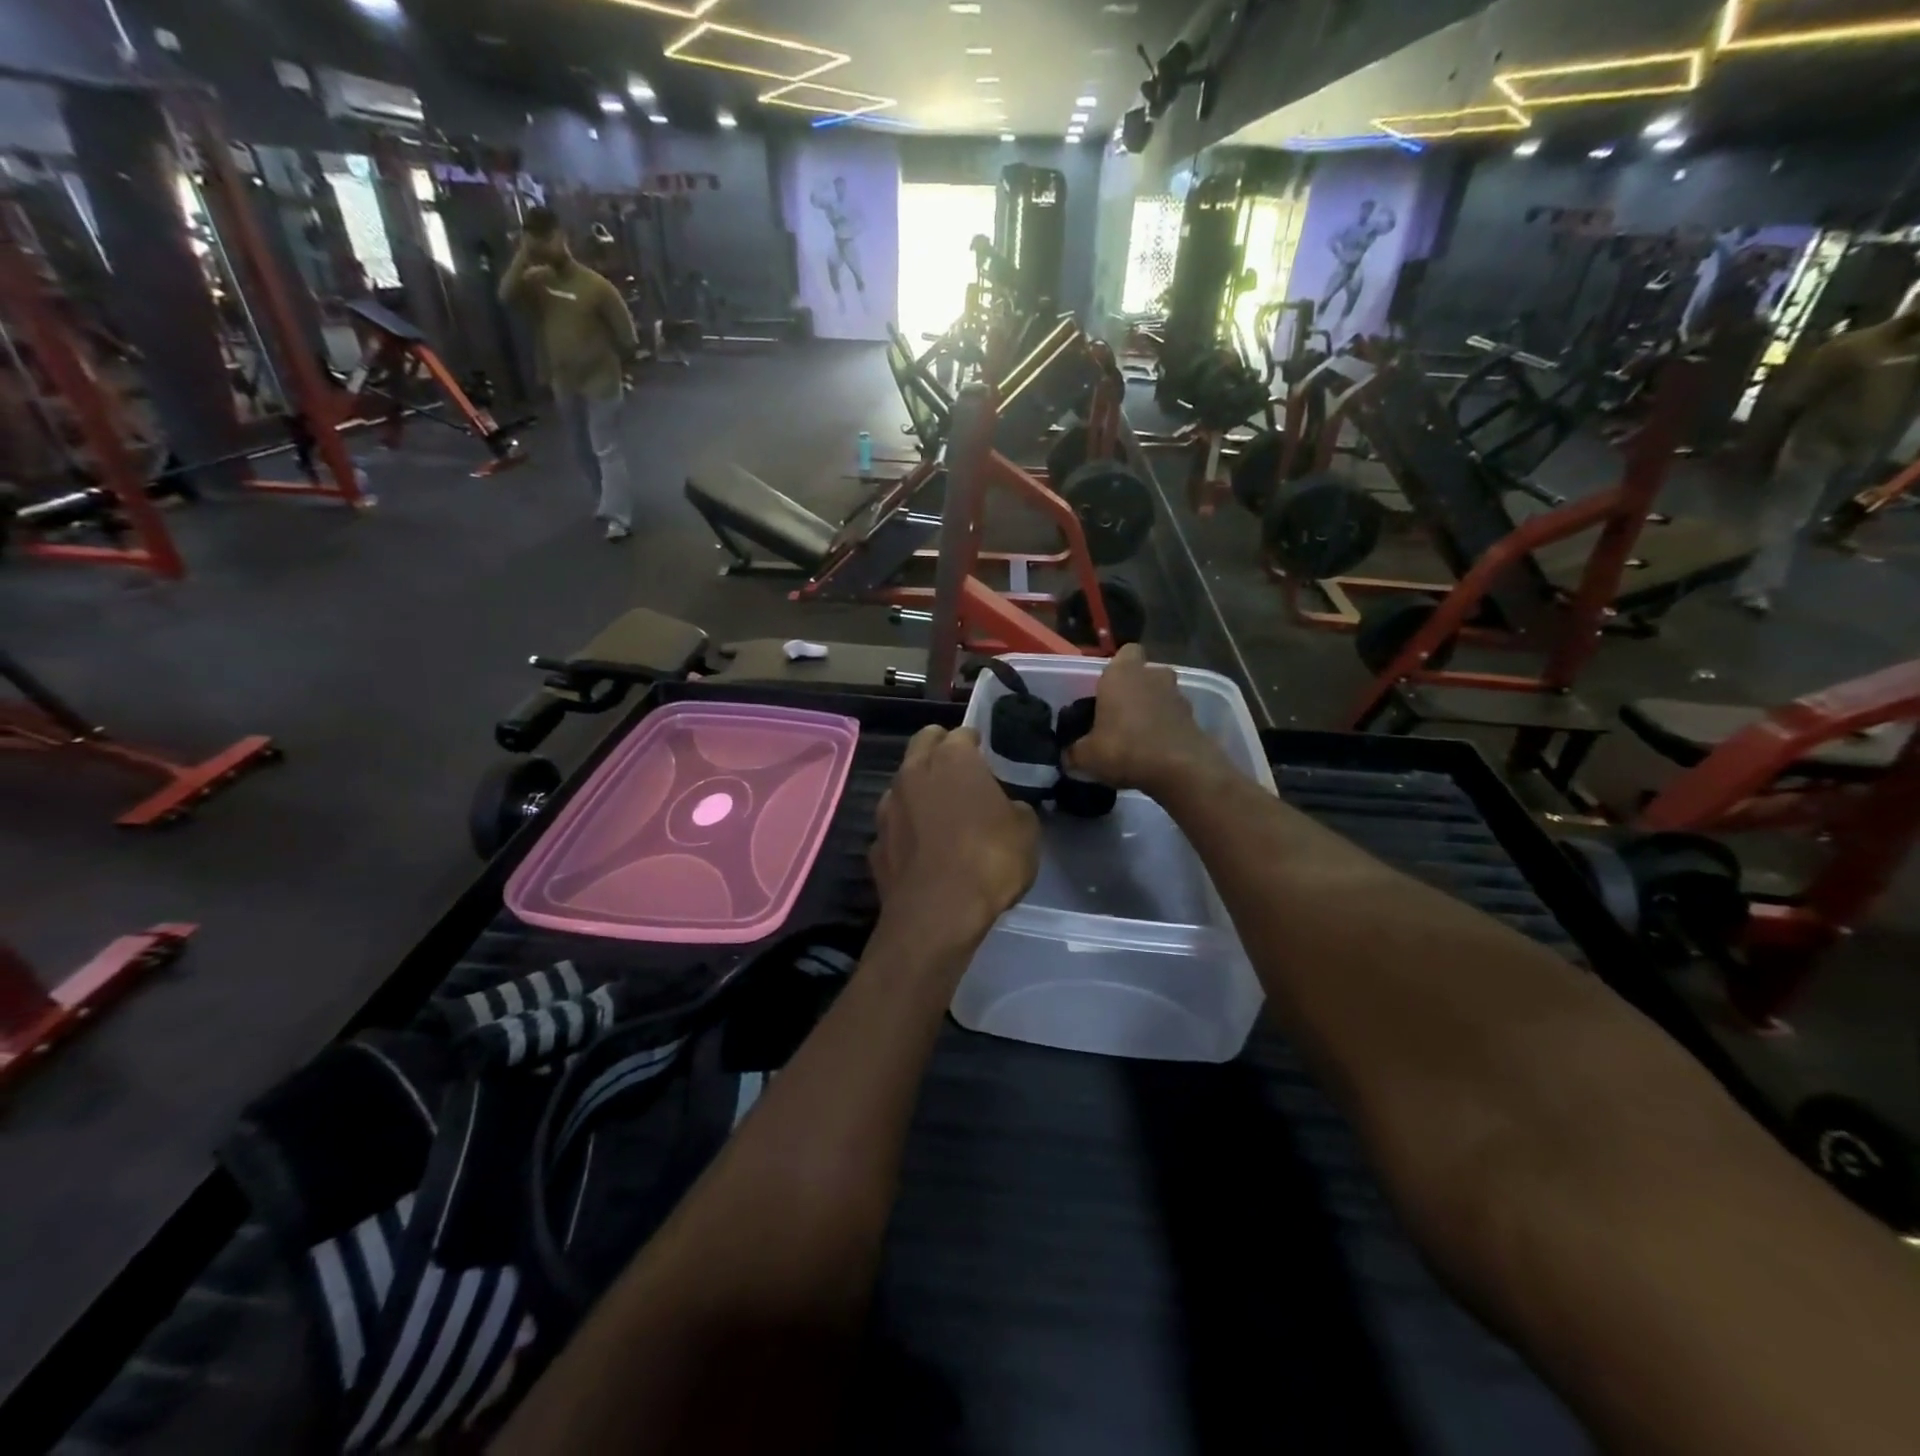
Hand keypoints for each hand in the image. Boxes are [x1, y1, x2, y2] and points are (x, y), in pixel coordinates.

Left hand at [870, 726, 1037, 943]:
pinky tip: (922, 848)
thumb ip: (1015, 808)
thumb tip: (1006, 808)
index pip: (962, 734)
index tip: (986, 755)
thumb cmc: (989, 860)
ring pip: (902, 783)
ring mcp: (887, 807)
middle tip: (960, 770)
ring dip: (919, 789)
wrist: (936, 914)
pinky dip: (906, 828)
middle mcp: (913, 772)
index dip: (975, 743)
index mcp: (952, 759)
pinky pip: (894, 824)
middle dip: (939, 748)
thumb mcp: (1026, 830)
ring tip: (940, 811)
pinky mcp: (875, 843)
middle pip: (923, 743)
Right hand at [1062, 645, 1231, 798]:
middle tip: (1119, 714)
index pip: (1125, 652)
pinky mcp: (1194, 718)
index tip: (1106, 690)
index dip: (1117, 669)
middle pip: (1144, 674)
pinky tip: (1154, 752)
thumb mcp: (1087, 756)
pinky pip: (1174, 718)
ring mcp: (1178, 696)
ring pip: (1161, 695)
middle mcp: (1152, 676)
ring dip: (1152, 709)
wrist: (1181, 769)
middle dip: (1135, 690)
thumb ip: (1074, 752)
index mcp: (1122, 674)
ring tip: (1137, 737)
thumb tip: (1068, 757)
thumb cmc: (1125, 749)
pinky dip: (1166, 729)